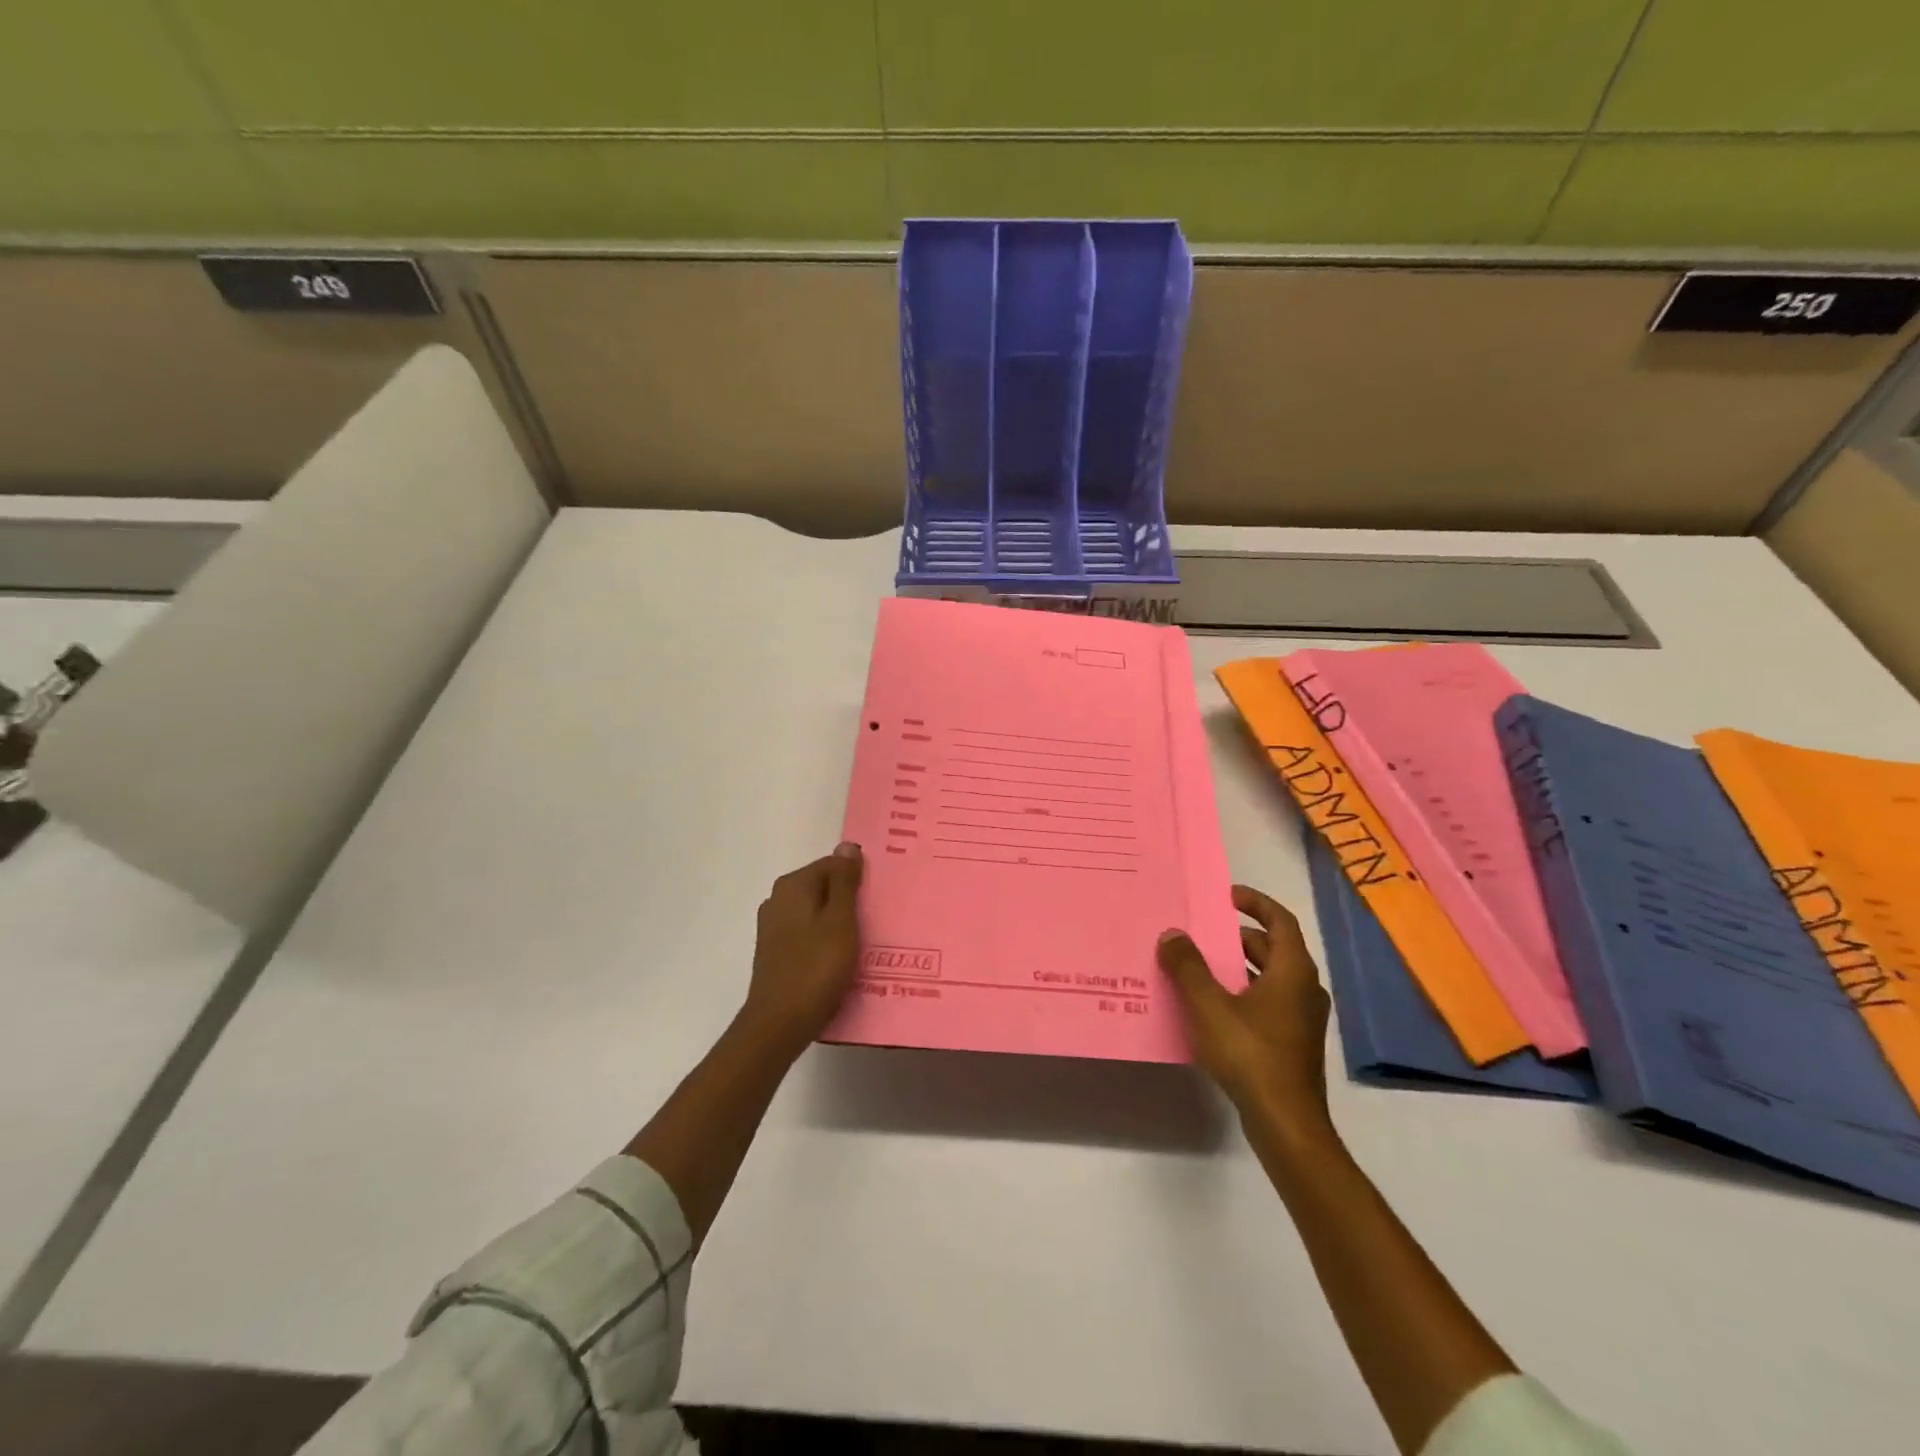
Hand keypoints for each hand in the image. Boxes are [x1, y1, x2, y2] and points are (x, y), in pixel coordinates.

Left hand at [740, 842, 864, 1055]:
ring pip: (816, 913)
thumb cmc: (815, 968)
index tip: (879, 900)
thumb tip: (847, 846)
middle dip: (850, 901)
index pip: (833, 865)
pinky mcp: (775, 952)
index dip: (858, 880)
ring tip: (865, 943)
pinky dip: (826, 941)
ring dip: (840, 924)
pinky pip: (808, 935)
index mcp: (793, 886)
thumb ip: (844, 882)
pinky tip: (842, 960)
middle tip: (878, 921)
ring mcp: (773, 927)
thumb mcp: (840, 921)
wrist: (778, 1024)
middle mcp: (778, 899)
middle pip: (823, 888)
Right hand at [1158, 885, 1331, 1128]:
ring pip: (1269, 978)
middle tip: (1203, 933)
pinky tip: (1212, 1008)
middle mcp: (1304, 989)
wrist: (1286, 1123)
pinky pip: (1267, 1002)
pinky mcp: (1293, 1043)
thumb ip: (1188, 966)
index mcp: (1292, 971)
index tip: (1227, 895)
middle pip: (1273, 949)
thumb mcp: (1208, 1005)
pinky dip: (1242, 992)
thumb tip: (1172, 934)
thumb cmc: (1250, 1053)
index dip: (1255, 903)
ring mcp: (1301, 1019)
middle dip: (1238, 937)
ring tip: (1200, 966)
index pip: (1280, 920)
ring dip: (1238, 966)